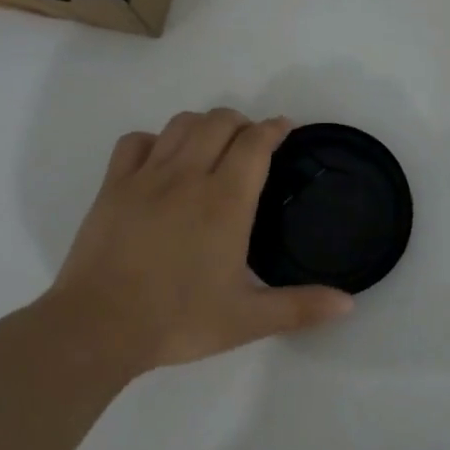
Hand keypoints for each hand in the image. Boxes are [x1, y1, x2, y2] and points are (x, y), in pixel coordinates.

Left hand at [46, 109, 353, 372]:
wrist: (99, 327)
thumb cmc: (178, 321)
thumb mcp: (247, 320)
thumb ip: (300, 307)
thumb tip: (350, 303)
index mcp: (225, 202)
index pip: (255, 144)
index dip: (274, 128)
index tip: (285, 128)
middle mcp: (188, 177)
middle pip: (219, 122)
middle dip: (242, 123)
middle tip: (251, 144)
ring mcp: (146, 177)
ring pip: (180, 125)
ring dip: (203, 125)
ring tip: (212, 145)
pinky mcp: (112, 186)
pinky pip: (135, 142)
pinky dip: (154, 140)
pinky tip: (160, 160)